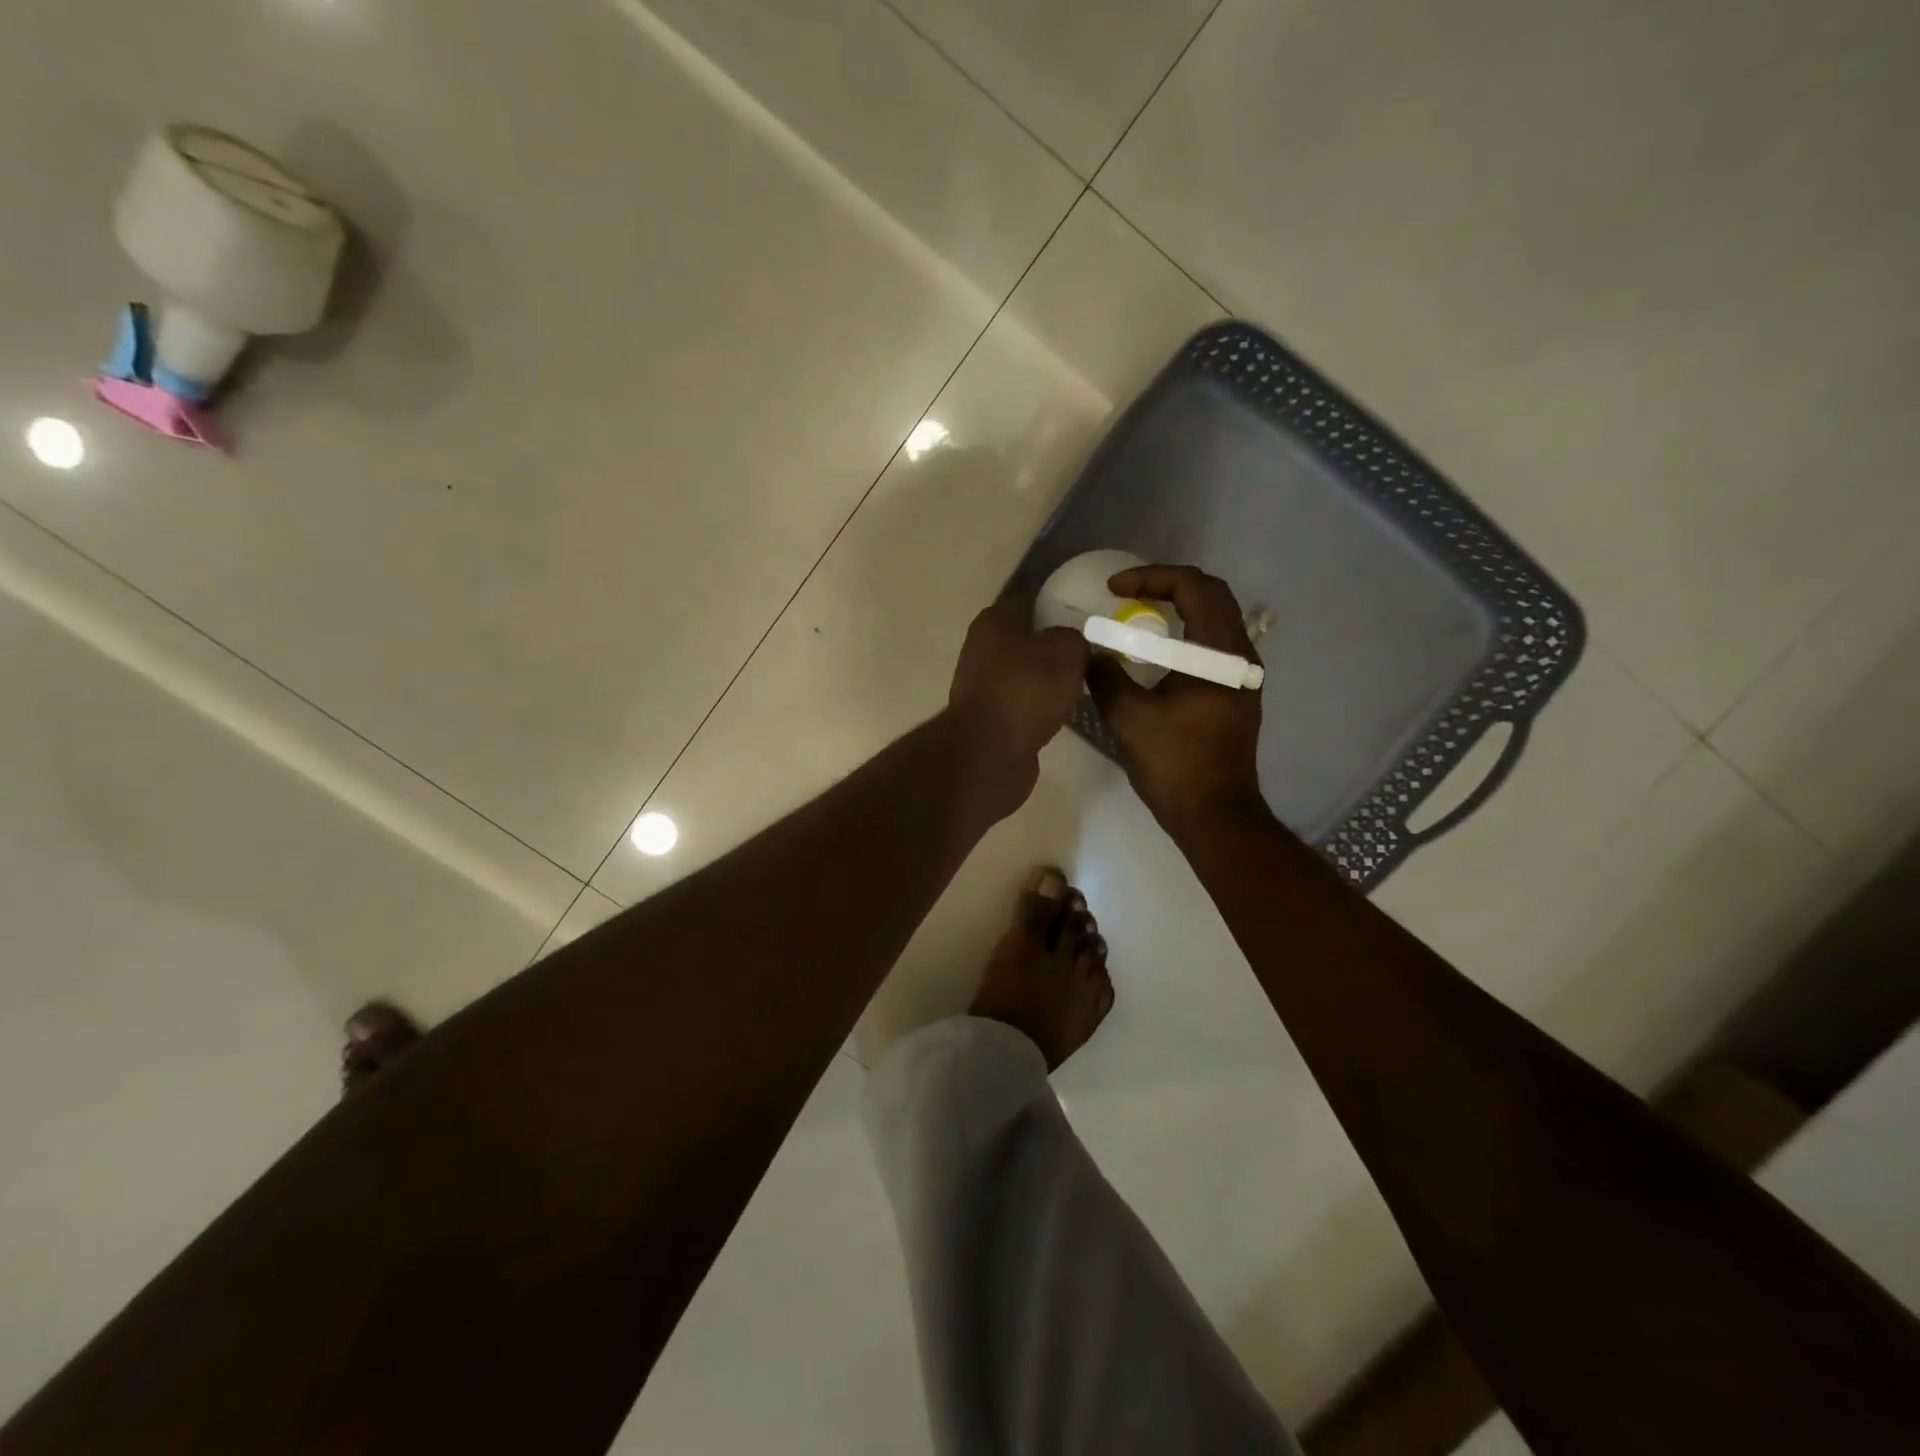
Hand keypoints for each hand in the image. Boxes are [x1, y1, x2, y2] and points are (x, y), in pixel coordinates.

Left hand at [948, 595, 1090, 780]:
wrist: (989, 753)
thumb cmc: (1026, 691)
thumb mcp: (1066, 652)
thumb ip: (1074, 638)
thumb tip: (1071, 644)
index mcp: (995, 620)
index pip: (1029, 597)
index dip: (1057, 601)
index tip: (1087, 609)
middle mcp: (982, 647)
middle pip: (1026, 636)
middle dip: (1054, 641)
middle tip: (1091, 647)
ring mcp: (982, 684)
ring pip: (1025, 670)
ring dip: (1048, 676)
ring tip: (1083, 680)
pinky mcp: (989, 716)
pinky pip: (1022, 700)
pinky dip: (1040, 704)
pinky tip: (1063, 709)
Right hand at [1087, 565, 1267, 836]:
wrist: (1215, 815)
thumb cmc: (1175, 764)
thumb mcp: (1128, 717)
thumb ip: (1104, 676)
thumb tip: (1087, 652)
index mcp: (1219, 652)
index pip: (1193, 587)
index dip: (1151, 577)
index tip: (1114, 590)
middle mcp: (1240, 655)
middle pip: (1210, 595)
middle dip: (1166, 585)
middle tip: (1128, 594)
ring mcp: (1242, 676)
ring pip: (1215, 620)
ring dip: (1178, 609)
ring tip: (1138, 617)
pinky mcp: (1237, 695)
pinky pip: (1213, 645)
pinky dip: (1185, 635)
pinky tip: (1156, 653)